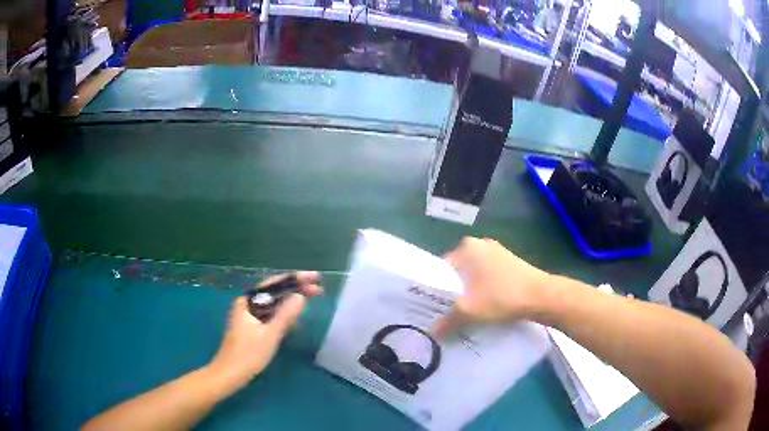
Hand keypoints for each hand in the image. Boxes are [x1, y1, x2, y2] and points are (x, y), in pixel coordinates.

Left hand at [208, 272, 322, 389]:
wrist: (229, 374)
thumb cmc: (248, 355)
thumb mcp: (270, 335)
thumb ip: (285, 315)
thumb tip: (301, 296)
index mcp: (248, 302)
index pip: (275, 283)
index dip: (296, 279)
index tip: (315, 277)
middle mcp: (247, 304)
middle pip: (274, 291)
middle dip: (296, 289)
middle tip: (318, 290)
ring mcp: (249, 315)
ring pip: (273, 303)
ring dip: (291, 301)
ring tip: (310, 299)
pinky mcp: (251, 326)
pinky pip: (270, 314)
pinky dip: (283, 314)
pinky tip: (294, 319)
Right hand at [433, 237, 551, 335]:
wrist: (541, 296)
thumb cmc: (501, 297)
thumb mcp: (469, 312)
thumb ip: (446, 321)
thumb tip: (432, 333)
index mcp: (467, 247)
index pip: (441, 268)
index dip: (435, 288)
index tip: (433, 306)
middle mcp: (480, 244)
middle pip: (458, 270)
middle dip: (453, 290)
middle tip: (448, 310)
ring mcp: (498, 251)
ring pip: (474, 273)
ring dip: (469, 290)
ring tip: (466, 310)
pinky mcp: (510, 261)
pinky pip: (488, 274)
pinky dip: (484, 287)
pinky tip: (486, 303)